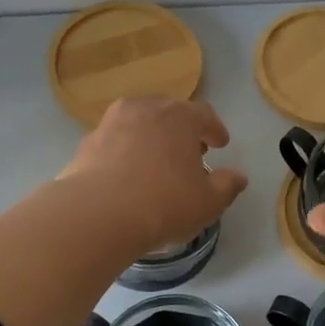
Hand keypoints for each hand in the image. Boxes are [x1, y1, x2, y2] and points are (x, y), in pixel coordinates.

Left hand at [60, 96, 248, 258]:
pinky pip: (115, 143)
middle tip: (190, 150)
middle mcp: (144, 110)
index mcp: (179, 116)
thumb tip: (238, 177)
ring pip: (138, 125)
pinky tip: (129, 176)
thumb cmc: (164, 203)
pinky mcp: (86, 145)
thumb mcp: (208, 202)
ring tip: (158, 163)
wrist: (97, 215)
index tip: (221, 144)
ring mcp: (110, 124)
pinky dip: (126, 153)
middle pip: (168, 112)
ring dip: (151, 139)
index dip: (215, 129)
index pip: (204, 115)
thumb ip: (227, 186)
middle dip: (182, 130)